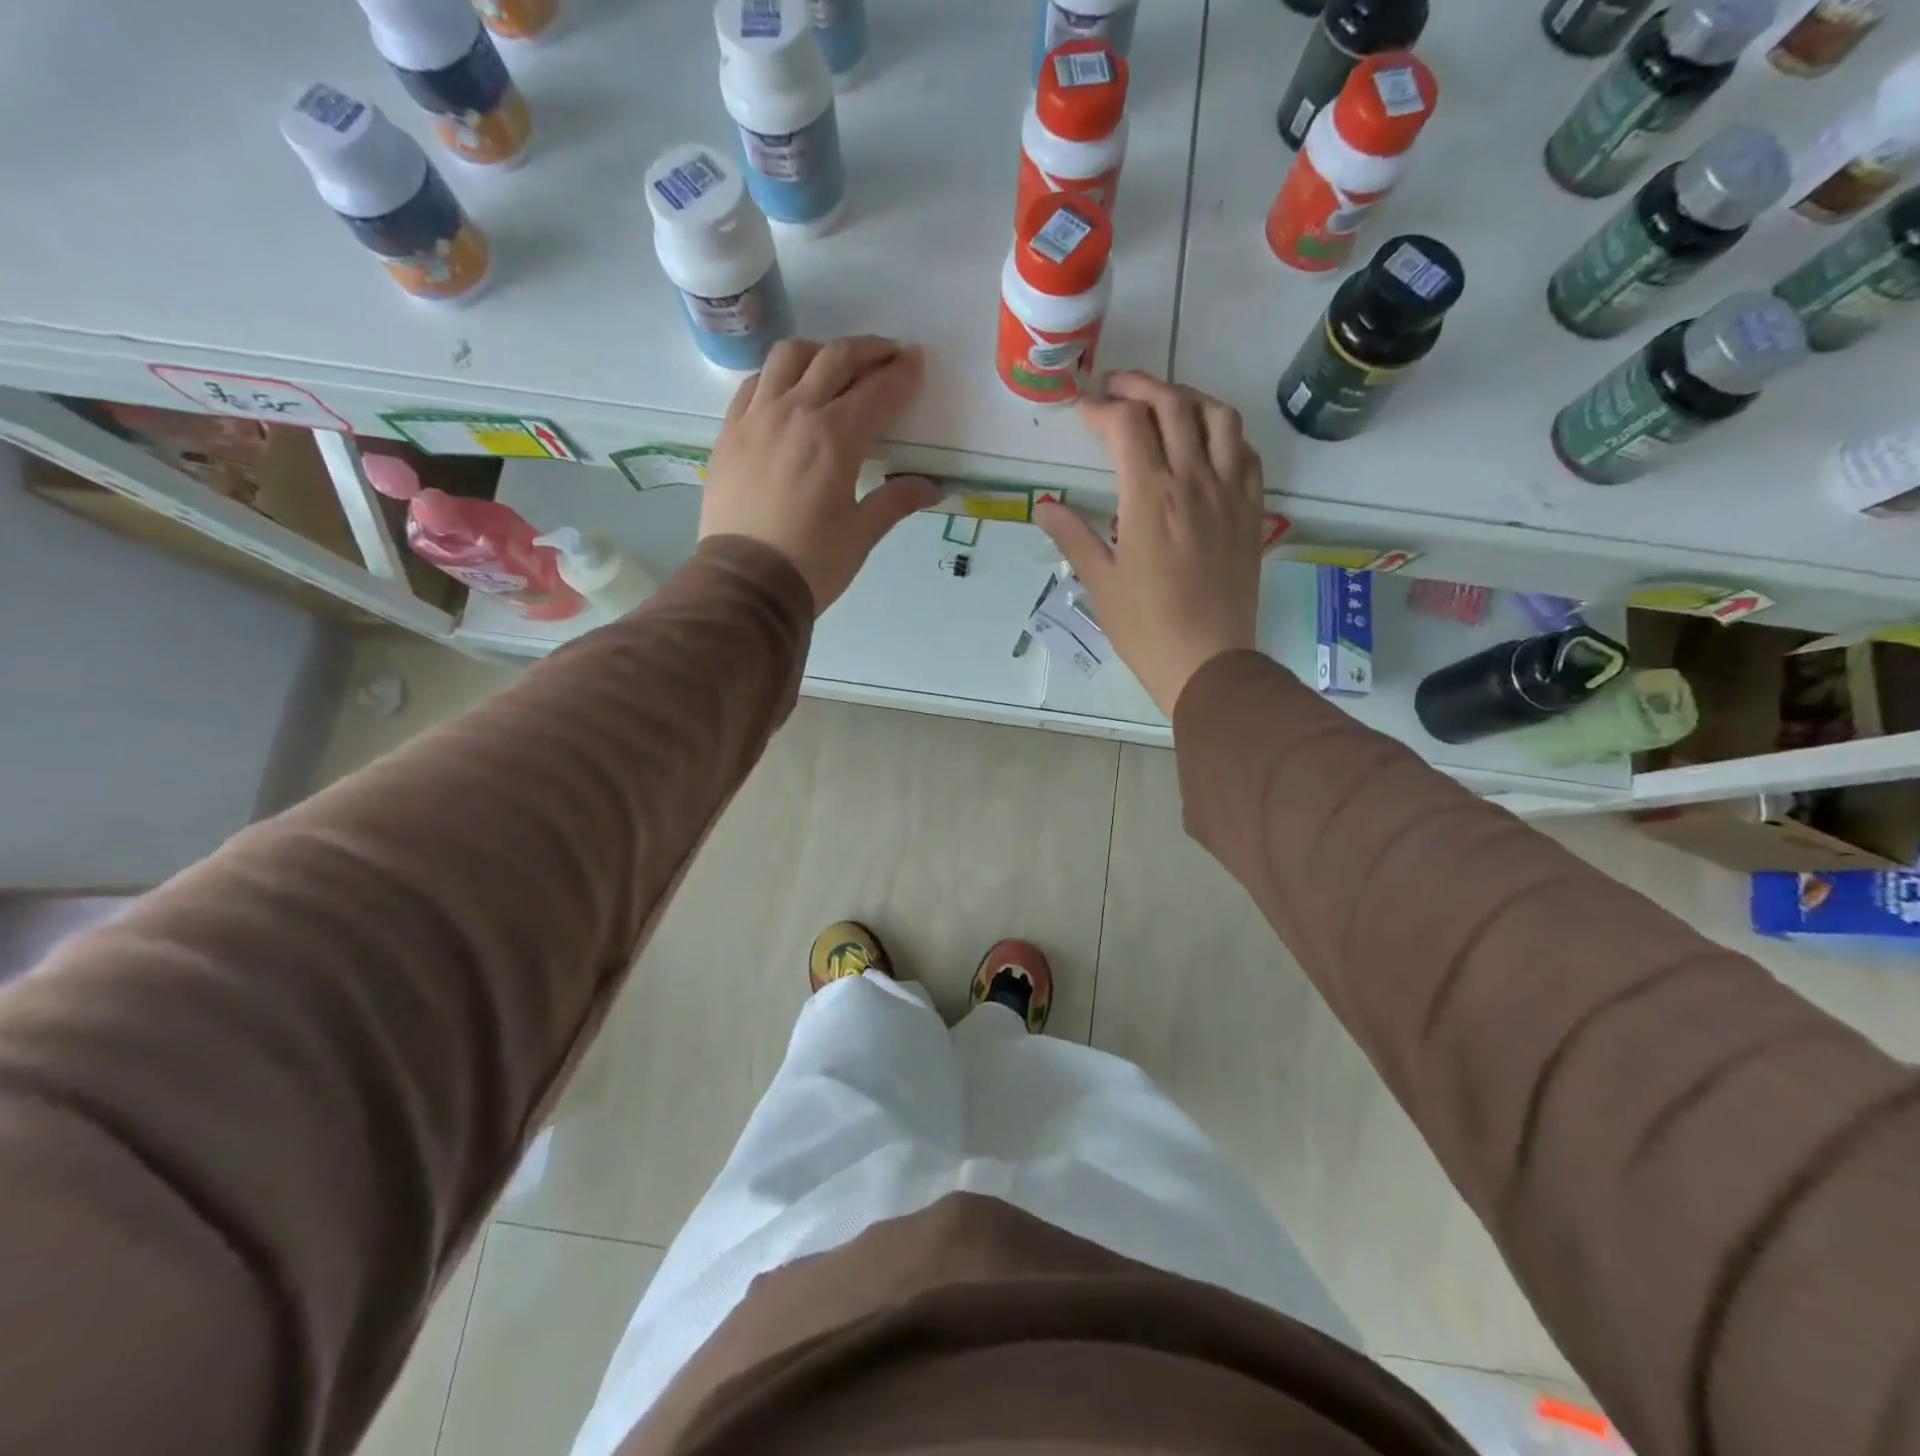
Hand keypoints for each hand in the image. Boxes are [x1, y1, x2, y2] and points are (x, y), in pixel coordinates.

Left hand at [700, 336, 940, 612]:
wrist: (744, 584)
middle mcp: (795, 412)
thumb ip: (896, 501)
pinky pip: (755, 382)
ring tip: (836, 365)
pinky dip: (778, 374)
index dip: (902, 374)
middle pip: (836, 359)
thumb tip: (932, 488)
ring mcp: (756, 417)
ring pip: (789, 356)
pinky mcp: (730, 431)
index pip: (877, 391)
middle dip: (870, 351)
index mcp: (835, 437)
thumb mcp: (861, 534)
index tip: (917, 363)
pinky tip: (788, 389)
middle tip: (890, 354)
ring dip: (821, 352)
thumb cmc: (811, 563)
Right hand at [1036, 373, 1265, 715]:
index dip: (1100, 407)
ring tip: (1163, 405)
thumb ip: (1073, 536)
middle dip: (1140, 386)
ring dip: (1188, 398)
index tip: (1081, 409)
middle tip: (1115, 390)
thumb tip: (1044, 505)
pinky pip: (1246, 450)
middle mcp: (1194, 480)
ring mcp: (1230, 492)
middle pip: (1173, 404)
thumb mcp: (1100, 582)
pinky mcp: (1252, 509)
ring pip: (1219, 416)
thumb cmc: (1145, 628)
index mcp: (1150, 497)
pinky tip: (1205, 442)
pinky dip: (1223, 431)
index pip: (1127, 424)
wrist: (1209, 661)